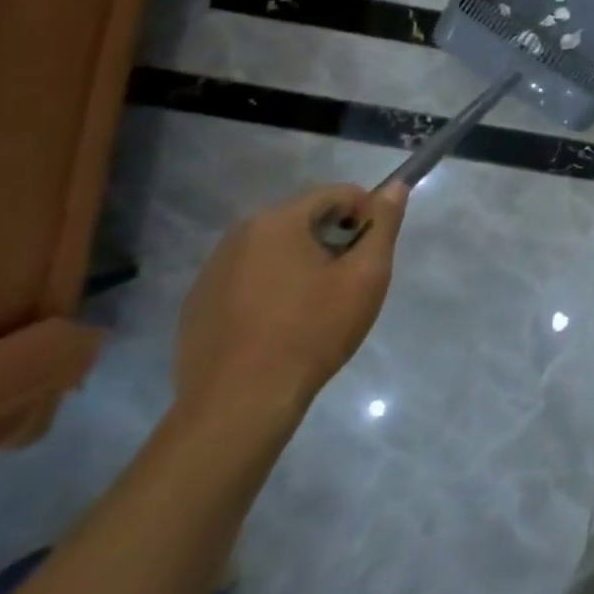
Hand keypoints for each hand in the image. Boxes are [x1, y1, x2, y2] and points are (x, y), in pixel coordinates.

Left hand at [174, 183, 407, 423]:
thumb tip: (395, 188)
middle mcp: (237, 235)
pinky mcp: (198, 304)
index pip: (338, 193)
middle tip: (349, 281)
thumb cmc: (312, 332)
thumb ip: (383, 225)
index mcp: (277, 222)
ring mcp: (211, 271)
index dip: (367, 215)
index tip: (372, 253)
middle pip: (305, 218)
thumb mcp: (366, 275)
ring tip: (317, 305)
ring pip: (276, 249)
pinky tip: (282, 325)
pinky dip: (273, 287)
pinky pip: (249, 277)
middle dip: (335, 239)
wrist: (239, 405)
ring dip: (304, 262)